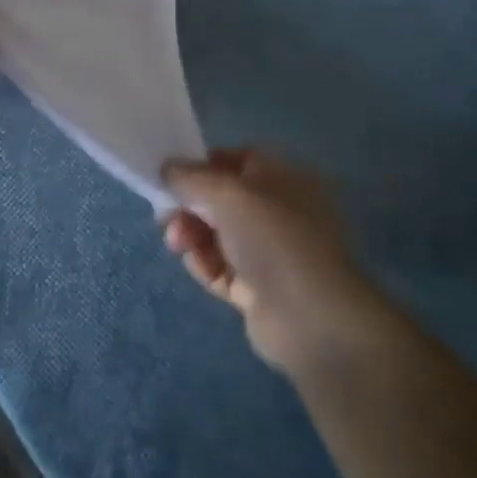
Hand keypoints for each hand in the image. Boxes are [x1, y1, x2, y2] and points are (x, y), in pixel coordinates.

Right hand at [162, 148, 389, 374]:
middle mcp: (279, 210)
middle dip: (190, 205)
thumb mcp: (227, 192)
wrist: (310, 317)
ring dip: (192, 235)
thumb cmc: (273, 236)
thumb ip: (191, 176)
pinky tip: (197, 265)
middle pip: (223, 199)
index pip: (237, 159)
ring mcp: (269, 252)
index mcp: (283, 177)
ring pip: (218, 234)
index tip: (172, 175)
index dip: (203, 164)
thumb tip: (167, 168)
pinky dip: (204, 264)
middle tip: (166, 216)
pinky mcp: (258, 288)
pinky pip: (221, 268)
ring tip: (177, 243)